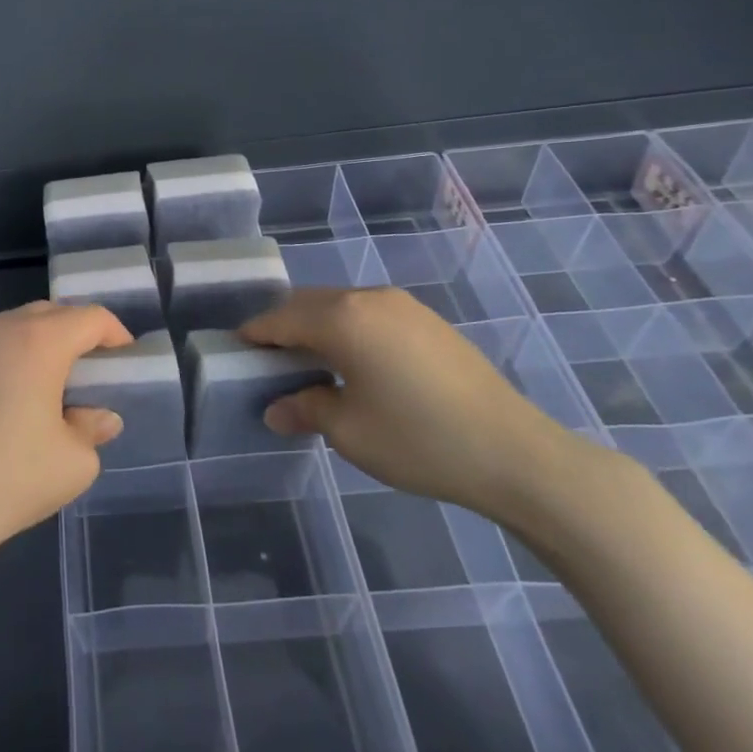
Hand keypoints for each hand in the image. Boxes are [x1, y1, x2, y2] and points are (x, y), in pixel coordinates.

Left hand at [0, 301, 129, 566]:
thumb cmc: (13, 477)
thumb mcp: (74, 462)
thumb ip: (93, 429)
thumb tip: (99, 417)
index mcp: (39, 341)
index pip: (89, 318)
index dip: (114, 333)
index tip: (124, 359)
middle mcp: (1, 329)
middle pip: (50, 313)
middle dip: (76, 332)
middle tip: (91, 369)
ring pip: (14, 326)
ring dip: (40, 342)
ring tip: (49, 382)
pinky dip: (8, 358)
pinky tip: (8, 398)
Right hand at [245, 288, 577, 521]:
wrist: (516, 453)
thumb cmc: (420, 441)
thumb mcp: (350, 432)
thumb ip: (305, 410)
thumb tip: (276, 409)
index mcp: (343, 319)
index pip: (282, 319)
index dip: (255, 334)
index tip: (236, 348)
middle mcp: (369, 298)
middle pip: (309, 303)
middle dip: (284, 325)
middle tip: (268, 358)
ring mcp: (403, 305)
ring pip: (341, 305)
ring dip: (317, 325)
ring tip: (309, 362)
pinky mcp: (428, 320)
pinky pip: (369, 313)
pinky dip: (348, 328)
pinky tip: (354, 361)